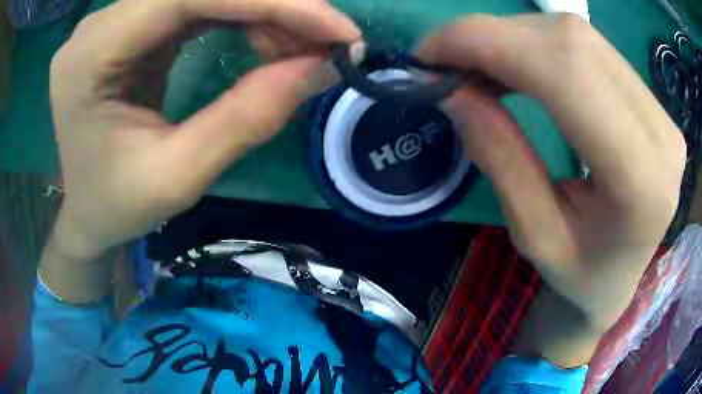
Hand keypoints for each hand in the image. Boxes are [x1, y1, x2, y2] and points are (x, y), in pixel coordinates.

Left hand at [48, 0, 359, 262]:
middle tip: (325, 44)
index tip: (338, 29)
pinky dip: (243, 15)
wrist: (83, 211)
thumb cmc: (114, 206)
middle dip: (274, 5)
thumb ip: (245, 118)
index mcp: (90, 56)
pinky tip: (268, 41)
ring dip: (263, 10)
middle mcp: (99, 24)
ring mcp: (115, 20)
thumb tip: (321, 66)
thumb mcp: (176, 179)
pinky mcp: (134, 25)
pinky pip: (199, 3)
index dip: (271, 0)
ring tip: (299, 49)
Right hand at [416, 14, 684, 363]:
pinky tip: (516, 65)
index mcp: (642, 182)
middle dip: (494, 36)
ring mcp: (662, 112)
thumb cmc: (580, 276)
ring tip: (479, 65)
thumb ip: (501, 157)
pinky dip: (539, 45)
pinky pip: (590, 47)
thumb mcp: (534, 237)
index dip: (489, 42)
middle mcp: (661, 134)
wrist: (620, 280)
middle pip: (573, 43)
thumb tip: (453, 89)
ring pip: (579, 36)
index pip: (568, 72)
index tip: (429, 53)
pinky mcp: (652, 101)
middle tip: (448, 59)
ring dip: (515, 38)